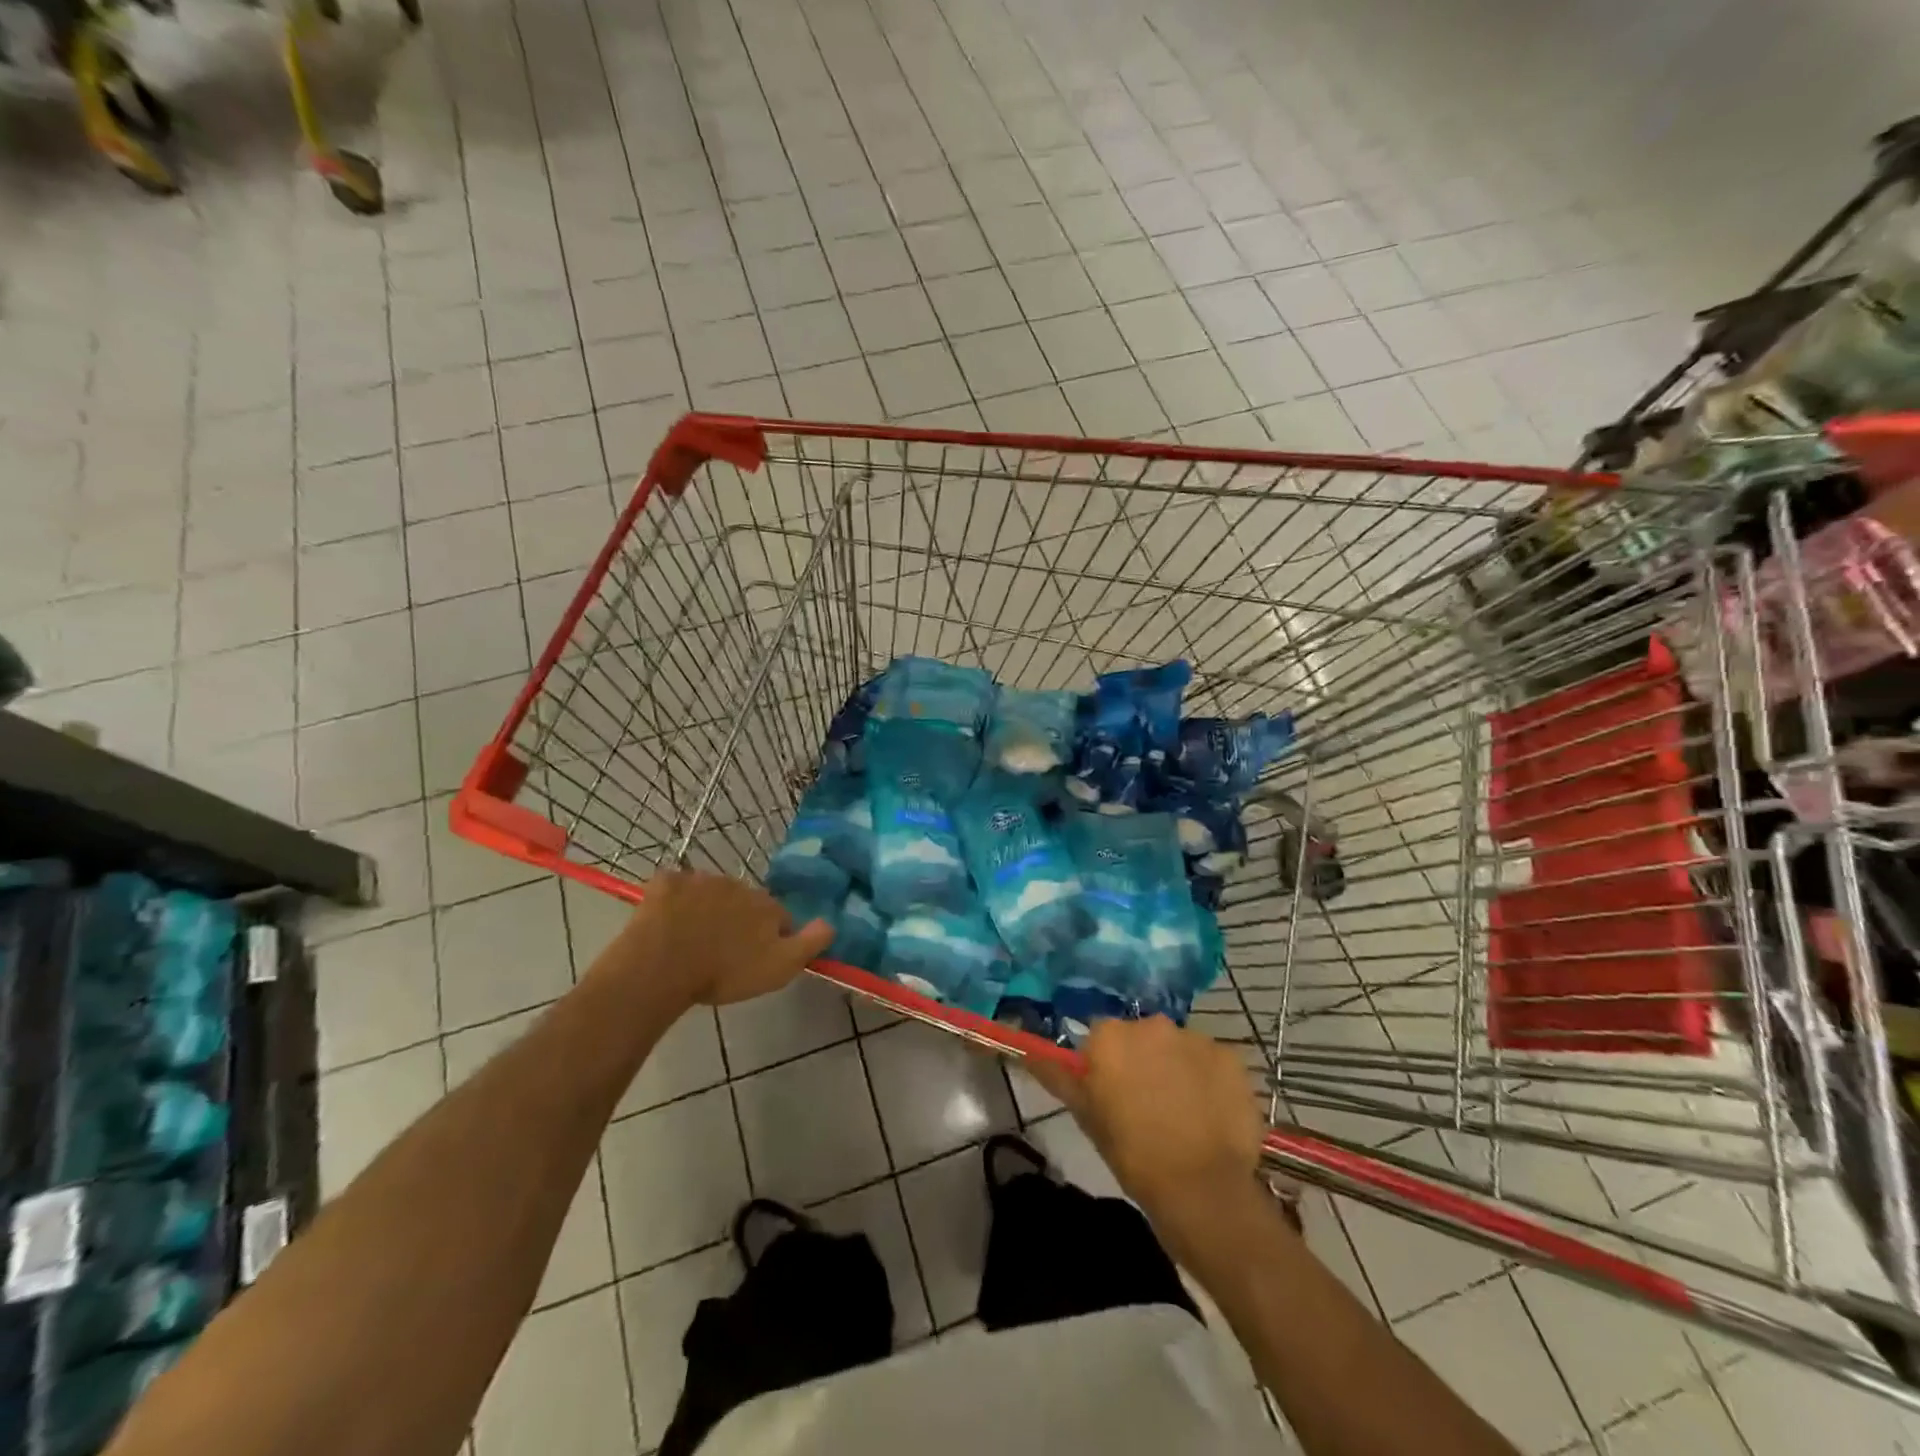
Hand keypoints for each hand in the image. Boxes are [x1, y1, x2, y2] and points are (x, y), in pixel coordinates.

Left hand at [593, 871, 832, 1008]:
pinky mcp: (666, 882)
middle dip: (737, 920)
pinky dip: (673, 900)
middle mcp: (738, 884)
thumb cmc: (724, 972)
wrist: (662, 968)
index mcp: (766, 905)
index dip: (771, 936)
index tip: (755, 958)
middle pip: (744, 901)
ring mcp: (699, 879)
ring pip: (709, 892)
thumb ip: (810, 942)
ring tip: (691, 941)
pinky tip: (665, 923)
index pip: (779, 916)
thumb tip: (831, 921)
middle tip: (722, 952)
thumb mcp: (780, 967)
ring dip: (706, 909)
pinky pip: (674, 887)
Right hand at [1030, 1017, 1262, 1243]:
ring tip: (1183, 1112)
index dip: (1106, 1065)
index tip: (1112, 1094)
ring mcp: (1195, 1038)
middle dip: (1143, 1061)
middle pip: (1141, 1036)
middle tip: (1146, 1104)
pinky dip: (1209, 1080)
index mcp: (1110, 1037)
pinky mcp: (1230, 1057)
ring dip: (1176, 1068)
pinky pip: (1212, 1062)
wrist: (1203, 1190)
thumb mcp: (1088, 1118)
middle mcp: (1151, 1024)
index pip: (1101, 1038)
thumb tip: (1030, 1054)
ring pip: (1178, 1047)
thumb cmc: (1134, 1156)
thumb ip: (1060, 1079)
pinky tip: (1210, 1114)